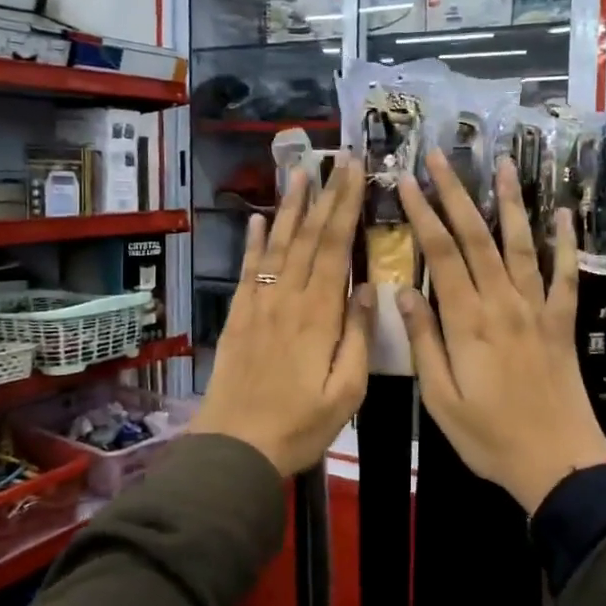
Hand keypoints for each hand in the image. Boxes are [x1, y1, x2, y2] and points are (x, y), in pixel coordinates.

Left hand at [191, 160, 374, 475]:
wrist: (236, 448)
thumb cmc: (300, 425)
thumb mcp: (346, 391)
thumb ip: (358, 337)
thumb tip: (369, 288)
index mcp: (319, 314)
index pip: (335, 246)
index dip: (346, 205)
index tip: (356, 171)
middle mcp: (288, 298)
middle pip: (309, 236)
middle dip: (325, 194)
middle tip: (337, 158)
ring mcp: (259, 305)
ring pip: (278, 245)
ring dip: (290, 206)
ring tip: (300, 171)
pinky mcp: (239, 317)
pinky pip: (248, 270)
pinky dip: (254, 242)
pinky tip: (259, 220)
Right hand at [395, 152, 605, 512]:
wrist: (557, 461)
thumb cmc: (489, 436)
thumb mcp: (440, 398)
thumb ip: (423, 341)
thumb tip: (404, 290)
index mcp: (467, 321)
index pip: (441, 253)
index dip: (424, 213)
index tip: (407, 180)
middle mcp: (503, 303)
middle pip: (477, 236)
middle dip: (456, 193)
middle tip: (440, 157)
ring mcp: (537, 309)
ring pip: (521, 244)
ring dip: (511, 202)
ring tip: (502, 165)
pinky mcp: (562, 322)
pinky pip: (565, 275)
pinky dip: (566, 242)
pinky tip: (565, 214)